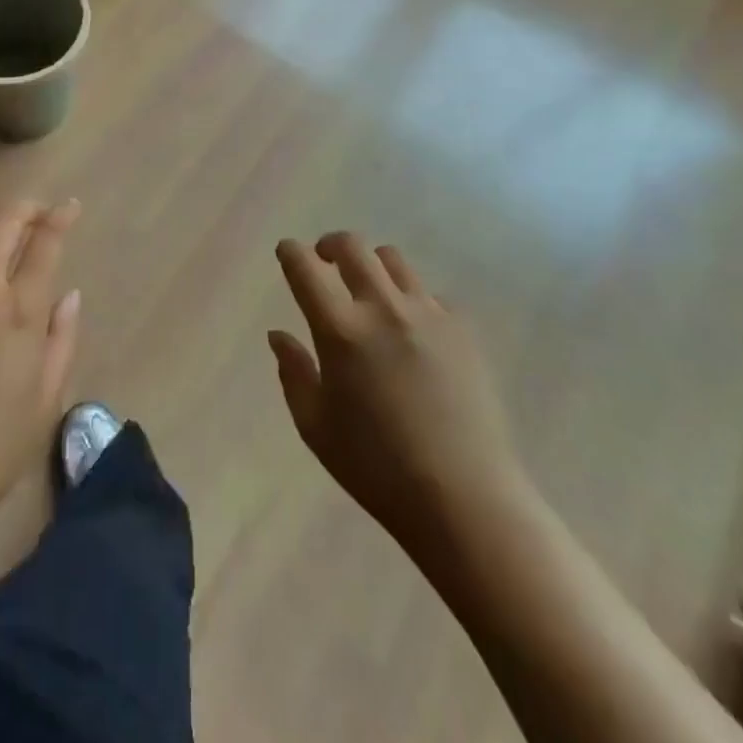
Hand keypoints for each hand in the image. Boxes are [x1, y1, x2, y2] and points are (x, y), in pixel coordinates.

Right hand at [270, 233, 525, 553]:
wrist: (464, 497)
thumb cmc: (376, 467)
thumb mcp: (315, 427)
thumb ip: (293, 373)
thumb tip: (279, 335)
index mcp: (341, 330)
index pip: (306, 269)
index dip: (291, 253)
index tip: (287, 252)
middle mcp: (383, 308)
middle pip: (352, 246)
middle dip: (331, 245)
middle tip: (324, 259)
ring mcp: (427, 314)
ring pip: (393, 260)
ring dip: (371, 265)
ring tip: (369, 290)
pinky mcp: (462, 329)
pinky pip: (429, 294)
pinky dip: (411, 299)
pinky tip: (412, 330)